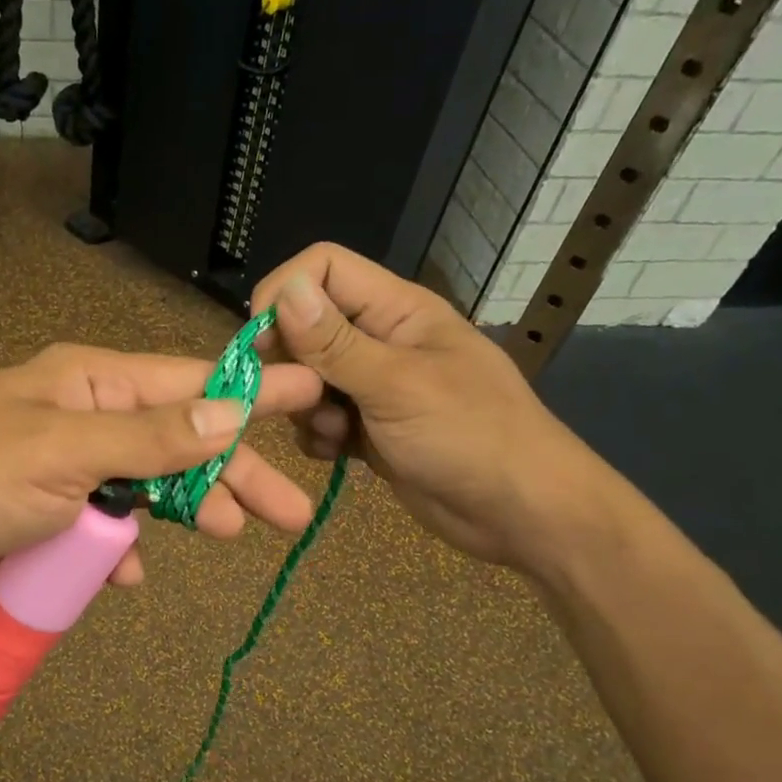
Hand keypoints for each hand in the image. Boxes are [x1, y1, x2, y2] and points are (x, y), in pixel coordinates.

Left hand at [0, 342, 323, 611]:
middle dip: (232, 475)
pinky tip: (128, 572)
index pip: (187, 381)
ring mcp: (71, 471)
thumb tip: (229, 413)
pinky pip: (108, 530)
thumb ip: (150, 438)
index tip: (311, 391)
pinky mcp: (55, 518)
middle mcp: (87, 419)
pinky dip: (122, 550)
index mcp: (89, 382)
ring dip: (185, 512)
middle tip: (289, 511)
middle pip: (180, 443)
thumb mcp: (65, 451)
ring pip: (150, 490)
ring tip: (228, 534)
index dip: (251, 392)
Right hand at [249, 243, 618, 573]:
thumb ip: (336, 343)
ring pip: (308, 379)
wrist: (520, 513)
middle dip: (291, 365)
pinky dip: (320, 437)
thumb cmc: (470, 437)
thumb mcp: (398, 386)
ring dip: (306, 409)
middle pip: (307, 326)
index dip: (285, 294)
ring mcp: (374, 387)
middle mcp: (380, 340)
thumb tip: (285, 289)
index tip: (262, 343)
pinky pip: (321, 420)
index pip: (323, 269)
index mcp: (396, 310)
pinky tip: (340, 456)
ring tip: (335, 435)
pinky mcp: (369, 428)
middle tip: (300, 401)